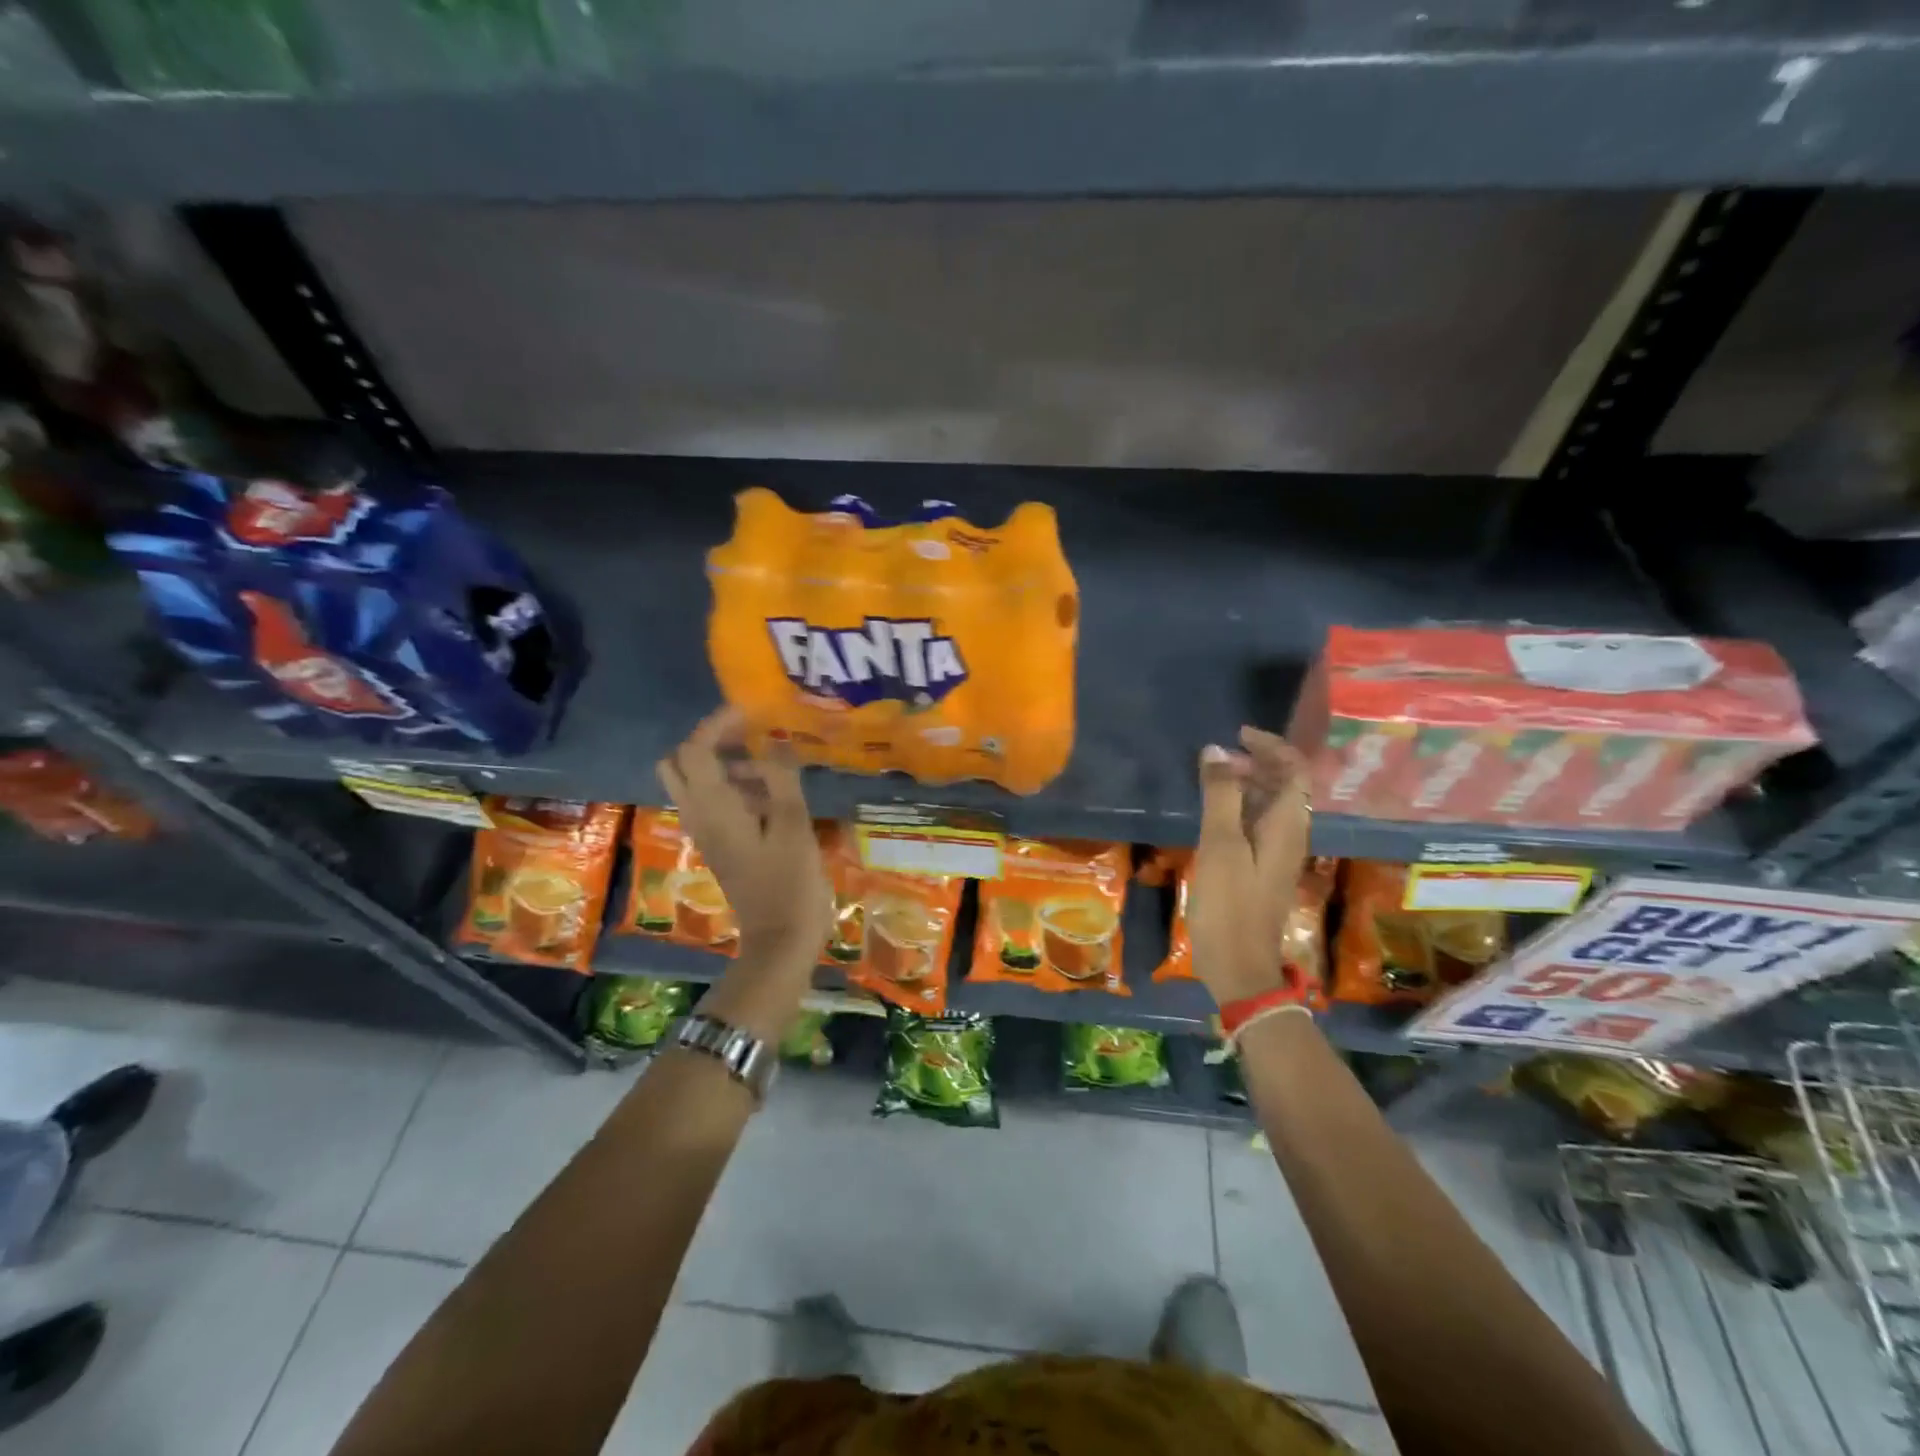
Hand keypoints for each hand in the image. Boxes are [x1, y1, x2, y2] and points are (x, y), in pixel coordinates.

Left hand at [656, 708, 833, 967]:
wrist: (781, 938)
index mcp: (713, 807)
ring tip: (772, 766)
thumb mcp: (794, 825)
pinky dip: (731, 787)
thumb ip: (781, 779)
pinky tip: (772, 795)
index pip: (696, 750)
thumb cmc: (790, 882)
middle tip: (748, 735)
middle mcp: (699, 815)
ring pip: (694, 783)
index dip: (718, 724)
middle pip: (680, 763)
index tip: (751, 712)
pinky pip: (711, 802)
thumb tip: (775, 742)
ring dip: (724, 764)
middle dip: (709, 741)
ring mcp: (706, 832)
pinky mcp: (719, 845)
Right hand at [1187, 726, 1312, 1007]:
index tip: (1238, 735)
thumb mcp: (1221, 845)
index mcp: (1288, 825)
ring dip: (1248, 783)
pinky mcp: (1262, 868)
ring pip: (1271, 804)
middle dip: (1256, 762)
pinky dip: (1240, 807)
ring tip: (1212, 778)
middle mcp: (1290, 835)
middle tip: (1218, 758)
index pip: (1295, 770)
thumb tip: (1216, 750)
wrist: (1239, 965)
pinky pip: (1258, 824)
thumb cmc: (1230, 904)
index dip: (1271, 747)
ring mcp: (1277, 853)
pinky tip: (1214, 813)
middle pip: (1286, 785)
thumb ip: (1220, 796)